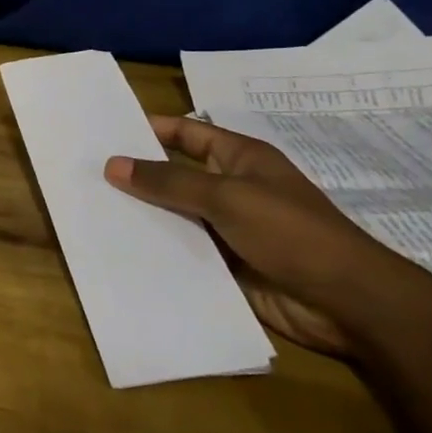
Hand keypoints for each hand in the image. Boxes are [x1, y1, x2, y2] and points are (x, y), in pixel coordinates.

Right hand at [103, 116, 429, 356]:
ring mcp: (227, 228)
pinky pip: (181, 249)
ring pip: (173, 214)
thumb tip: (112, 165)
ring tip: (89, 209)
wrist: (348, 304)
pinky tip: (117, 247)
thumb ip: (168, 182)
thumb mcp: (227, 197)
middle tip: (83, 171)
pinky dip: (155, 247)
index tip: (103, 131)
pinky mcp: (224, 264)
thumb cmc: (292, 233)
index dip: (148, 128)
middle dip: (135, 174)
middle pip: (173, 174)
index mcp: (239, 159)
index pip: (185, 133)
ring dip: (141, 214)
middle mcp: (230, 188)